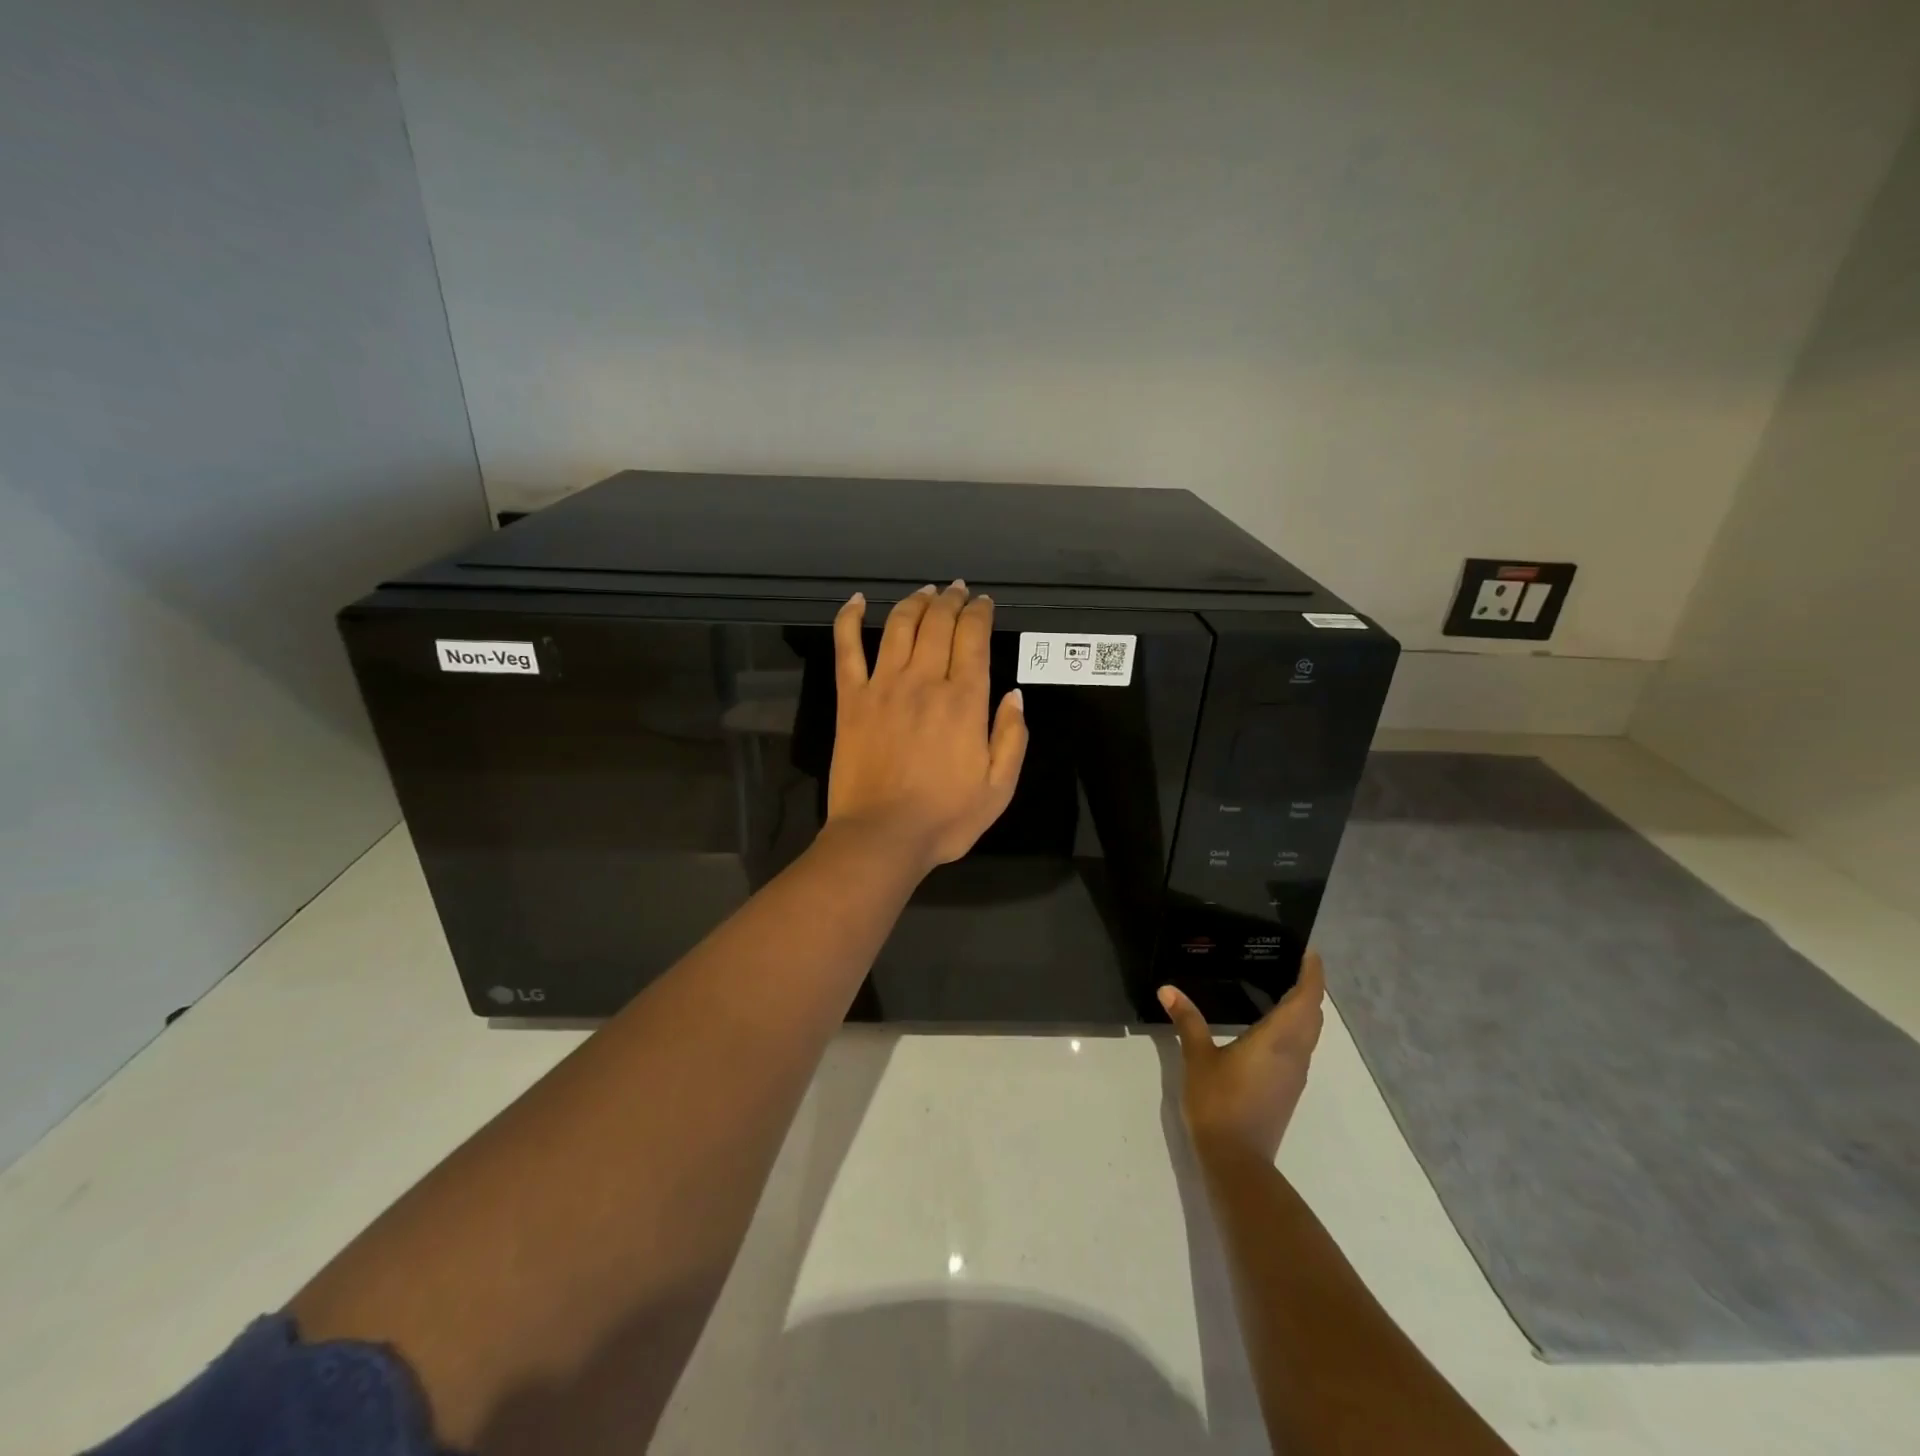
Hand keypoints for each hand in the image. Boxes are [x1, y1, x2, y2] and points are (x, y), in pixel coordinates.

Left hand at [826, 582, 1028, 872]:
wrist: (882, 837)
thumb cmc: (945, 818)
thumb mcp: (999, 788)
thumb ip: (1013, 738)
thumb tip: (1014, 695)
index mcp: (964, 701)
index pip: (974, 638)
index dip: (979, 613)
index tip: (984, 603)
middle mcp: (924, 681)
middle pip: (938, 624)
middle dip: (951, 600)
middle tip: (958, 591)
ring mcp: (883, 687)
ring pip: (899, 626)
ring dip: (915, 602)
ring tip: (926, 592)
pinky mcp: (851, 700)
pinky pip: (847, 649)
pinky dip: (849, 620)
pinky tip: (856, 601)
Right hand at [1161, 951, 1326, 1164]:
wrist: (1237, 1161)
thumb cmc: (1219, 1103)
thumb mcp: (1198, 1057)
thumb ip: (1187, 1021)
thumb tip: (1168, 989)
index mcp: (1278, 1039)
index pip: (1306, 998)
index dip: (1312, 973)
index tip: (1309, 951)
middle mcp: (1295, 1053)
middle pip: (1313, 1014)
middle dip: (1309, 988)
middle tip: (1291, 963)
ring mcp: (1295, 1074)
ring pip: (1309, 1033)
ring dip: (1303, 1009)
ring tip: (1280, 987)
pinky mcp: (1288, 1089)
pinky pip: (1300, 1047)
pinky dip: (1294, 1028)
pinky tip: (1269, 1027)